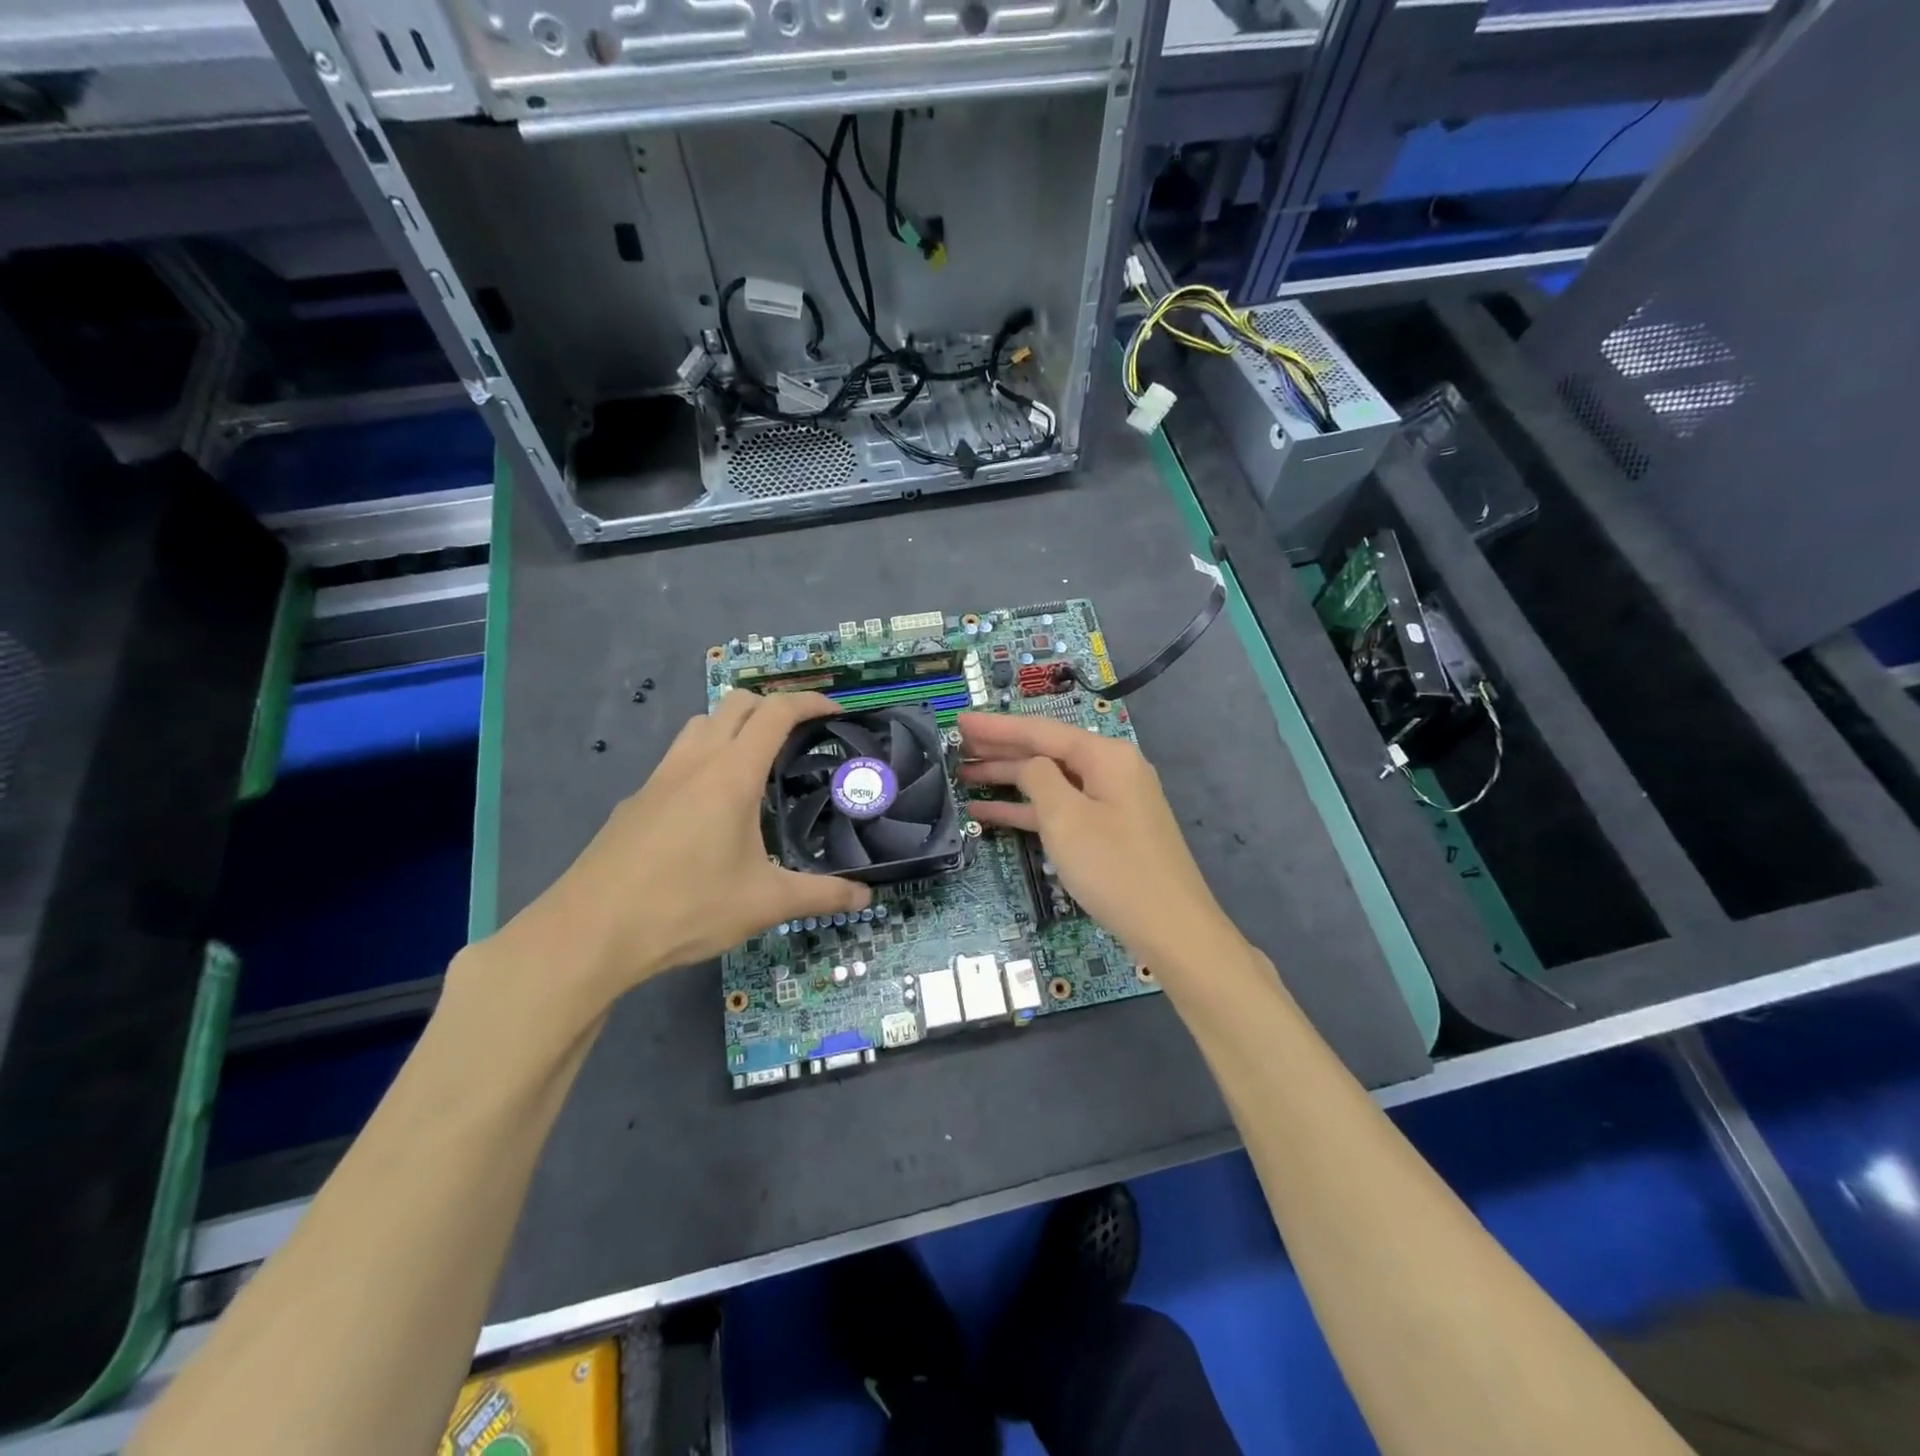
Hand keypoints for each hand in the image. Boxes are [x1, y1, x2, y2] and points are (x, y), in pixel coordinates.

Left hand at [483, 691, 871, 1020]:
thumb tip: (866, 896)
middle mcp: (694, 762)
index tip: (835, 711)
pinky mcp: (635, 801)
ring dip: (733, 727)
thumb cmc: (686, 906)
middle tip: (800, 737)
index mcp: (731, 774)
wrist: (589, 933)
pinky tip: (711, 810)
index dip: (809, 701)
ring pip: (700, 725)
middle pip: (735, 704)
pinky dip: (705, 758)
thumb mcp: (765, 903)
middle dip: (772, 706)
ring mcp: (658, 779)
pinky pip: (678, 759)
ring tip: (757, 765)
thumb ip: (821, 895)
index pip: (775, 712)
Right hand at [958, 712, 1235, 970]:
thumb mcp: (1066, 818)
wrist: (1172, 929)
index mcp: (1106, 756)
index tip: (959, 720)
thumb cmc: (1115, 868)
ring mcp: (1111, 802)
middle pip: (1046, 751)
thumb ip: (1039, 779)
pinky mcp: (1107, 830)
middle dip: (1000, 749)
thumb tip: (1028, 764)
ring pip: (1050, 781)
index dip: (997, 726)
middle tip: (955, 746)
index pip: (1042, 730)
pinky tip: (989, 812)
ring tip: (962, 775)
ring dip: (1008, 779)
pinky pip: (1061, 809)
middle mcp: (1111, 770)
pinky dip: (1027, 809)